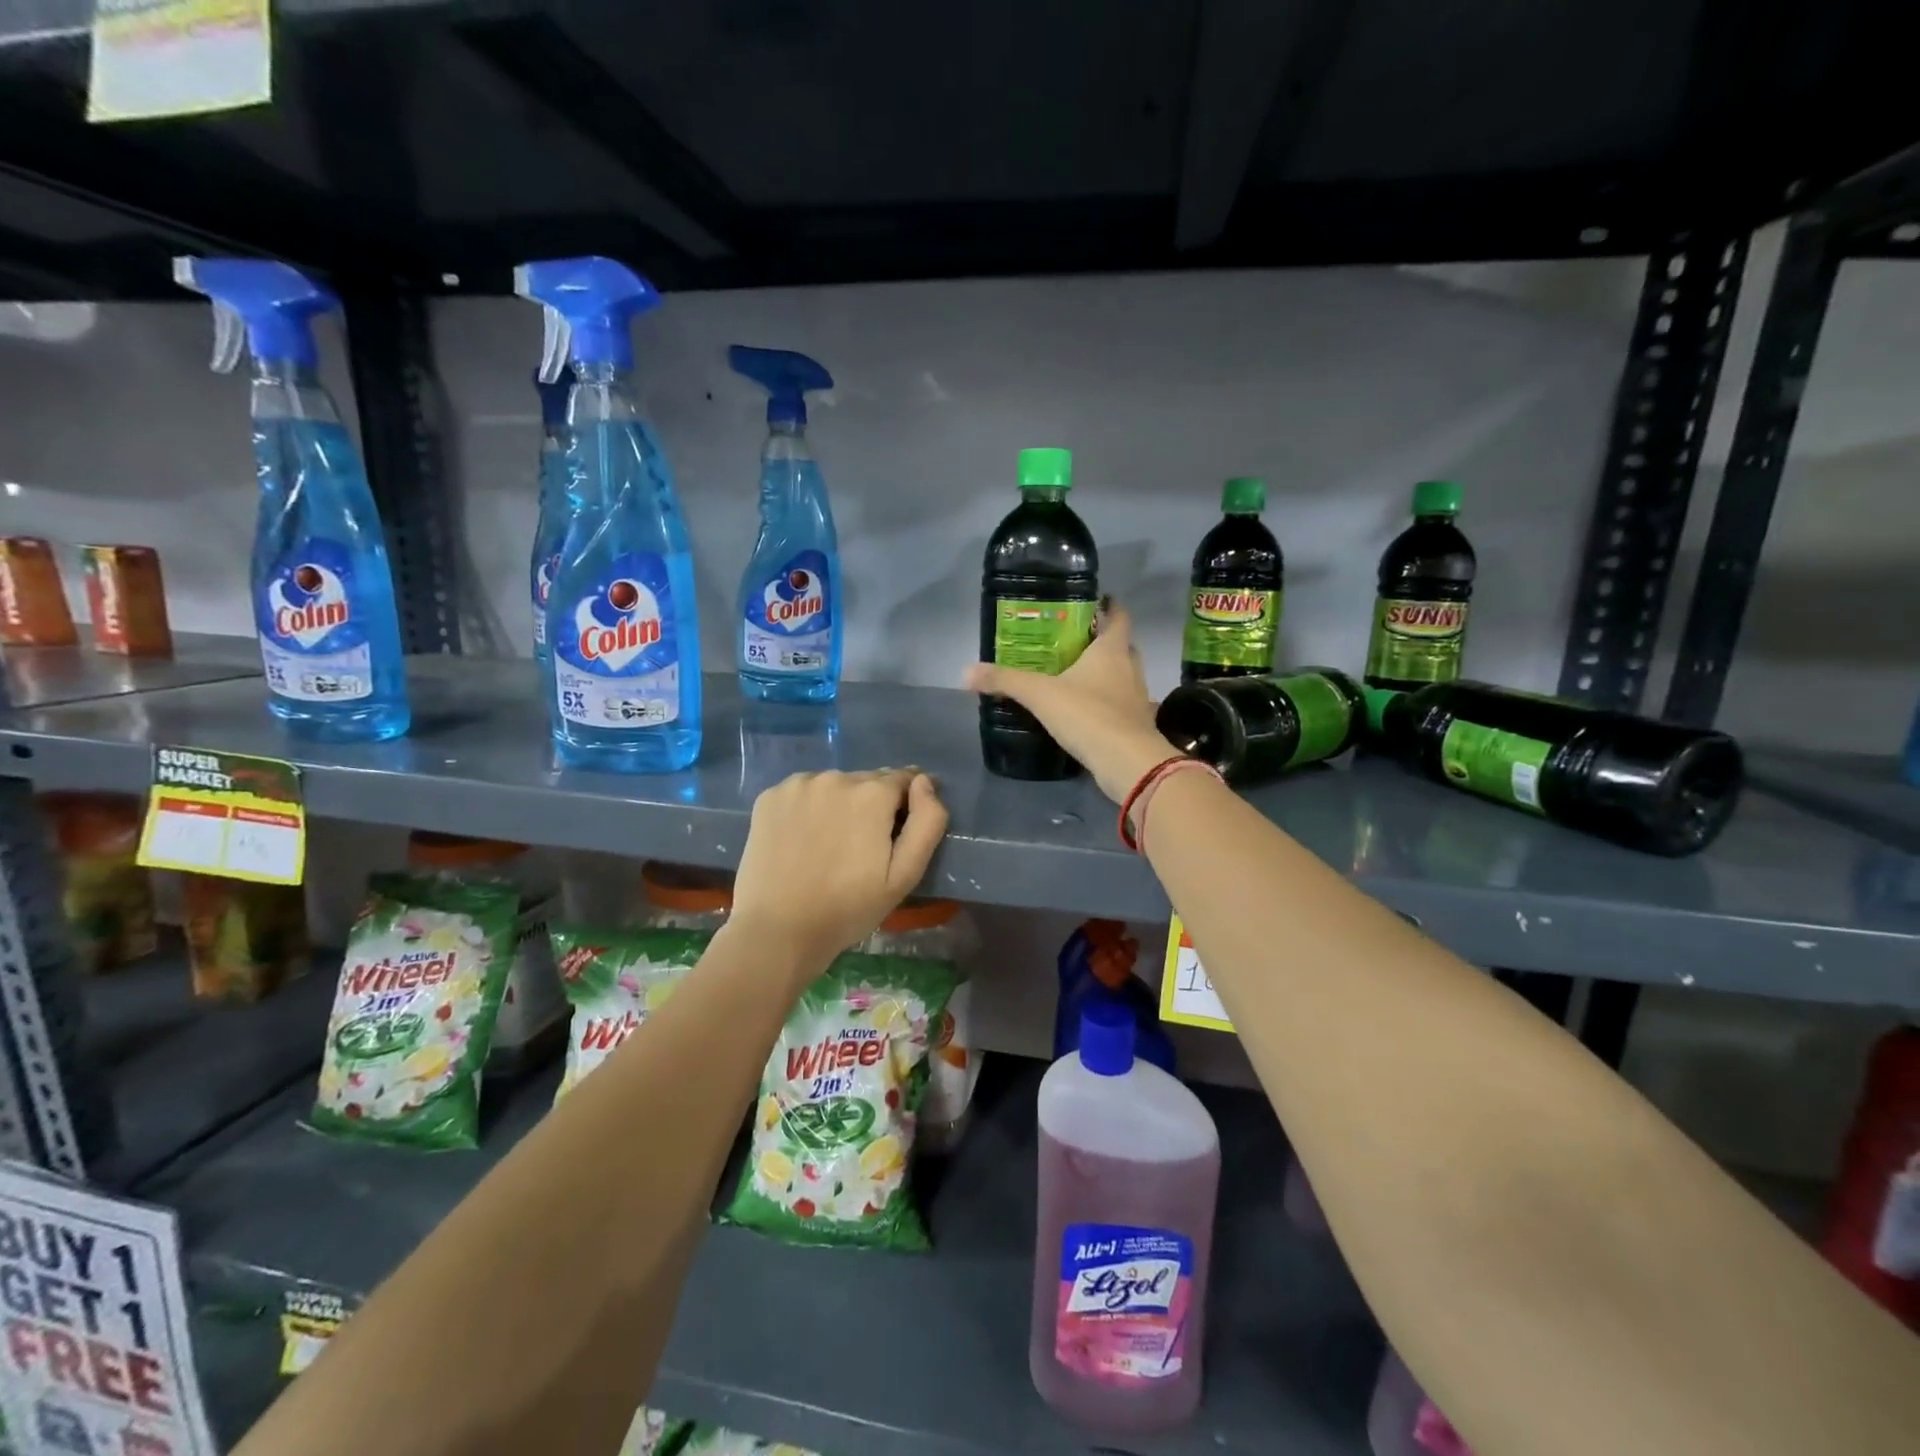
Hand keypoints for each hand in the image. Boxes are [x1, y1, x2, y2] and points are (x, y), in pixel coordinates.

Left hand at [728, 768, 948, 980]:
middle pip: (867, 781)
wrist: (779, 930)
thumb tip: (924, 782)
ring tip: (831, 843)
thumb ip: (927, 822)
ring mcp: (798, 785)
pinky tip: (802, 838)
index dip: (907, 804)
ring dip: (840, 803)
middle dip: (873, 804)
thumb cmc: (848, 908)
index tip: (898, 831)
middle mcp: (836, 777)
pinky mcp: (769, 797)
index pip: (904, 779)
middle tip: (863, 846)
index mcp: (873, 793)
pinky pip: (802, 792)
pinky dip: (808, 807)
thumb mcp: (904, 875)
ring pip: (834, 785)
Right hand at [963, 600, 1176, 801]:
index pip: (1118, 617)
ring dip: (1106, 673)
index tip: (1094, 602)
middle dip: (1102, 641)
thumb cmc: (1088, 715)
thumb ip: (1006, 681)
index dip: (1109, 607)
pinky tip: (1085, 710)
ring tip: (1076, 675)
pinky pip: (1120, 704)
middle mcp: (1130, 668)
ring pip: (1123, 675)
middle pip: (1122, 646)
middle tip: (1075, 642)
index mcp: (1111, 650)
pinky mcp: (1136, 724)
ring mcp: (1137, 697)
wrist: (1127, 763)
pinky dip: (1106, 702)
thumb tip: (966, 671)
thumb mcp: (1040, 695)